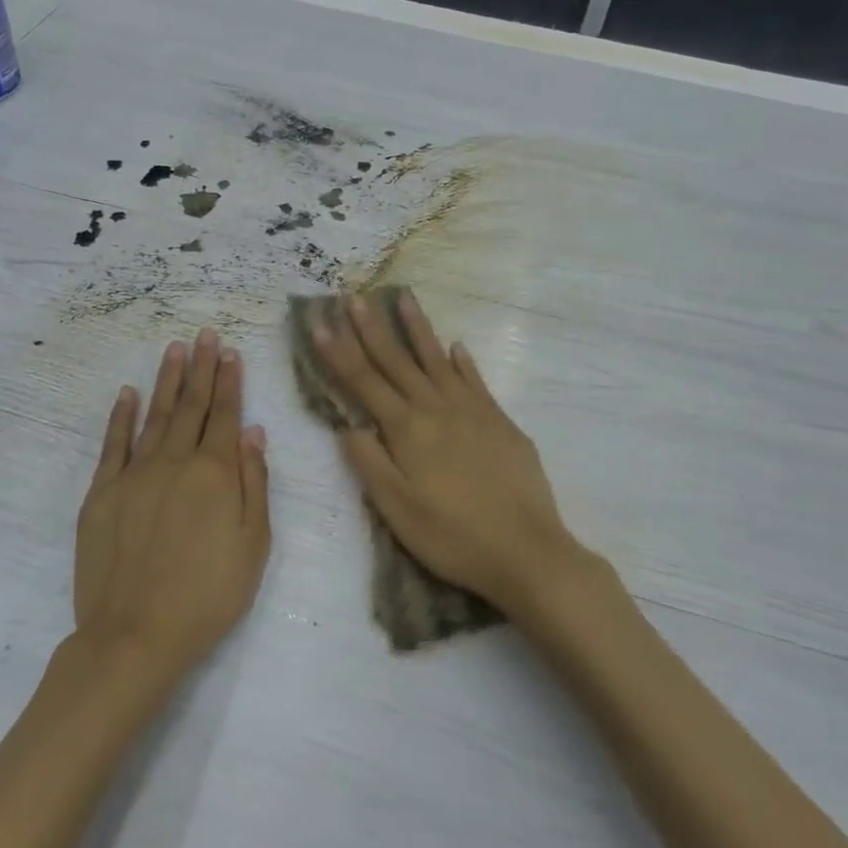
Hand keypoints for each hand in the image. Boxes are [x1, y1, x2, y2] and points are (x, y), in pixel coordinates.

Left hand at [74, 329, 270, 678]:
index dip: (230, 382)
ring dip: (167, 380)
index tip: (230, 352)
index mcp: (216, 473)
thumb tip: (252, 431)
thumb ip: (255, 482)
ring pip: (155, 415)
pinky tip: (128, 393)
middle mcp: (175, 462)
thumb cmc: (209, 594)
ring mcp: (134, 475)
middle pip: (191, 406)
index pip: (225, 415)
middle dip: (201, 368)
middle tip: (205, 334)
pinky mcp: (102, 493)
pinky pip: (113, 444)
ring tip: (174, 349)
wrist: (136, 635)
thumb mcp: (254, 543)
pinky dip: (121, 416)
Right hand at [313, 292, 586, 618]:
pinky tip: (456, 346)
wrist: (526, 551)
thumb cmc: (453, 536)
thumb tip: (348, 426)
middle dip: (372, 328)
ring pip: (438, 360)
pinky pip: (475, 380)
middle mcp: (438, 409)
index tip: (320, 322)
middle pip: (397, 362)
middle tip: (354, 297)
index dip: (339, 352)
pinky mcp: (500, 421)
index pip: (364, 382)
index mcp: (408, 429)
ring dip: (418, 329)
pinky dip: (463, 362)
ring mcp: (473, 411)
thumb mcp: (397, 510)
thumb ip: (370, 464)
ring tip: (403, 299)